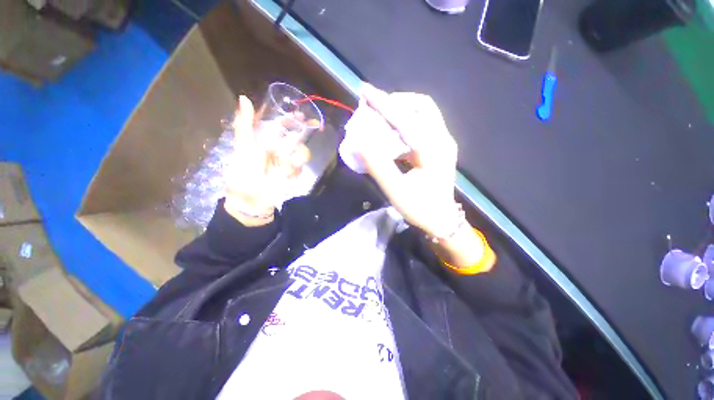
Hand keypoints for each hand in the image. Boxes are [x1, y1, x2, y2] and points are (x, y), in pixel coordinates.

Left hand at [223, 95, 309, 224]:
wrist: (252, 201)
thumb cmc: (244, 173)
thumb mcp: (243, 147)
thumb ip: (245, 124)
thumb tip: (244, 97)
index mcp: (263, 141)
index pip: (278, 126)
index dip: (288, 119)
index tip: (297, 113)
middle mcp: (277, 149)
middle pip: (294, 136)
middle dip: (302, 131)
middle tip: (310, 124)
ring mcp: (286, 162)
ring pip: (301, 151)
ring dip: (300, 152)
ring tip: (292, 160)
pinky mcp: (293, 174)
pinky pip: (301, 166)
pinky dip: (297, 167)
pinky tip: (289, 171)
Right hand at [358, 85, 457, 237]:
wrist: (442, 220)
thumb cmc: (420, 209)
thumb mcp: (396, 190)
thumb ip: (378, 165)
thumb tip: (360, 140)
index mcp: (433, 149)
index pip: (406, 118)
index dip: (383, 103)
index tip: (364, 90)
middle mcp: (442, 140)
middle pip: (422, 106)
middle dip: (396, 101)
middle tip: (374, 108)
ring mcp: (443, 143)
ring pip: (423, 114)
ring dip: (400, 111)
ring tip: (380, 118)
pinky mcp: (439, 148)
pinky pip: (422, 126)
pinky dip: (404, 123)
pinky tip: (391, 134)